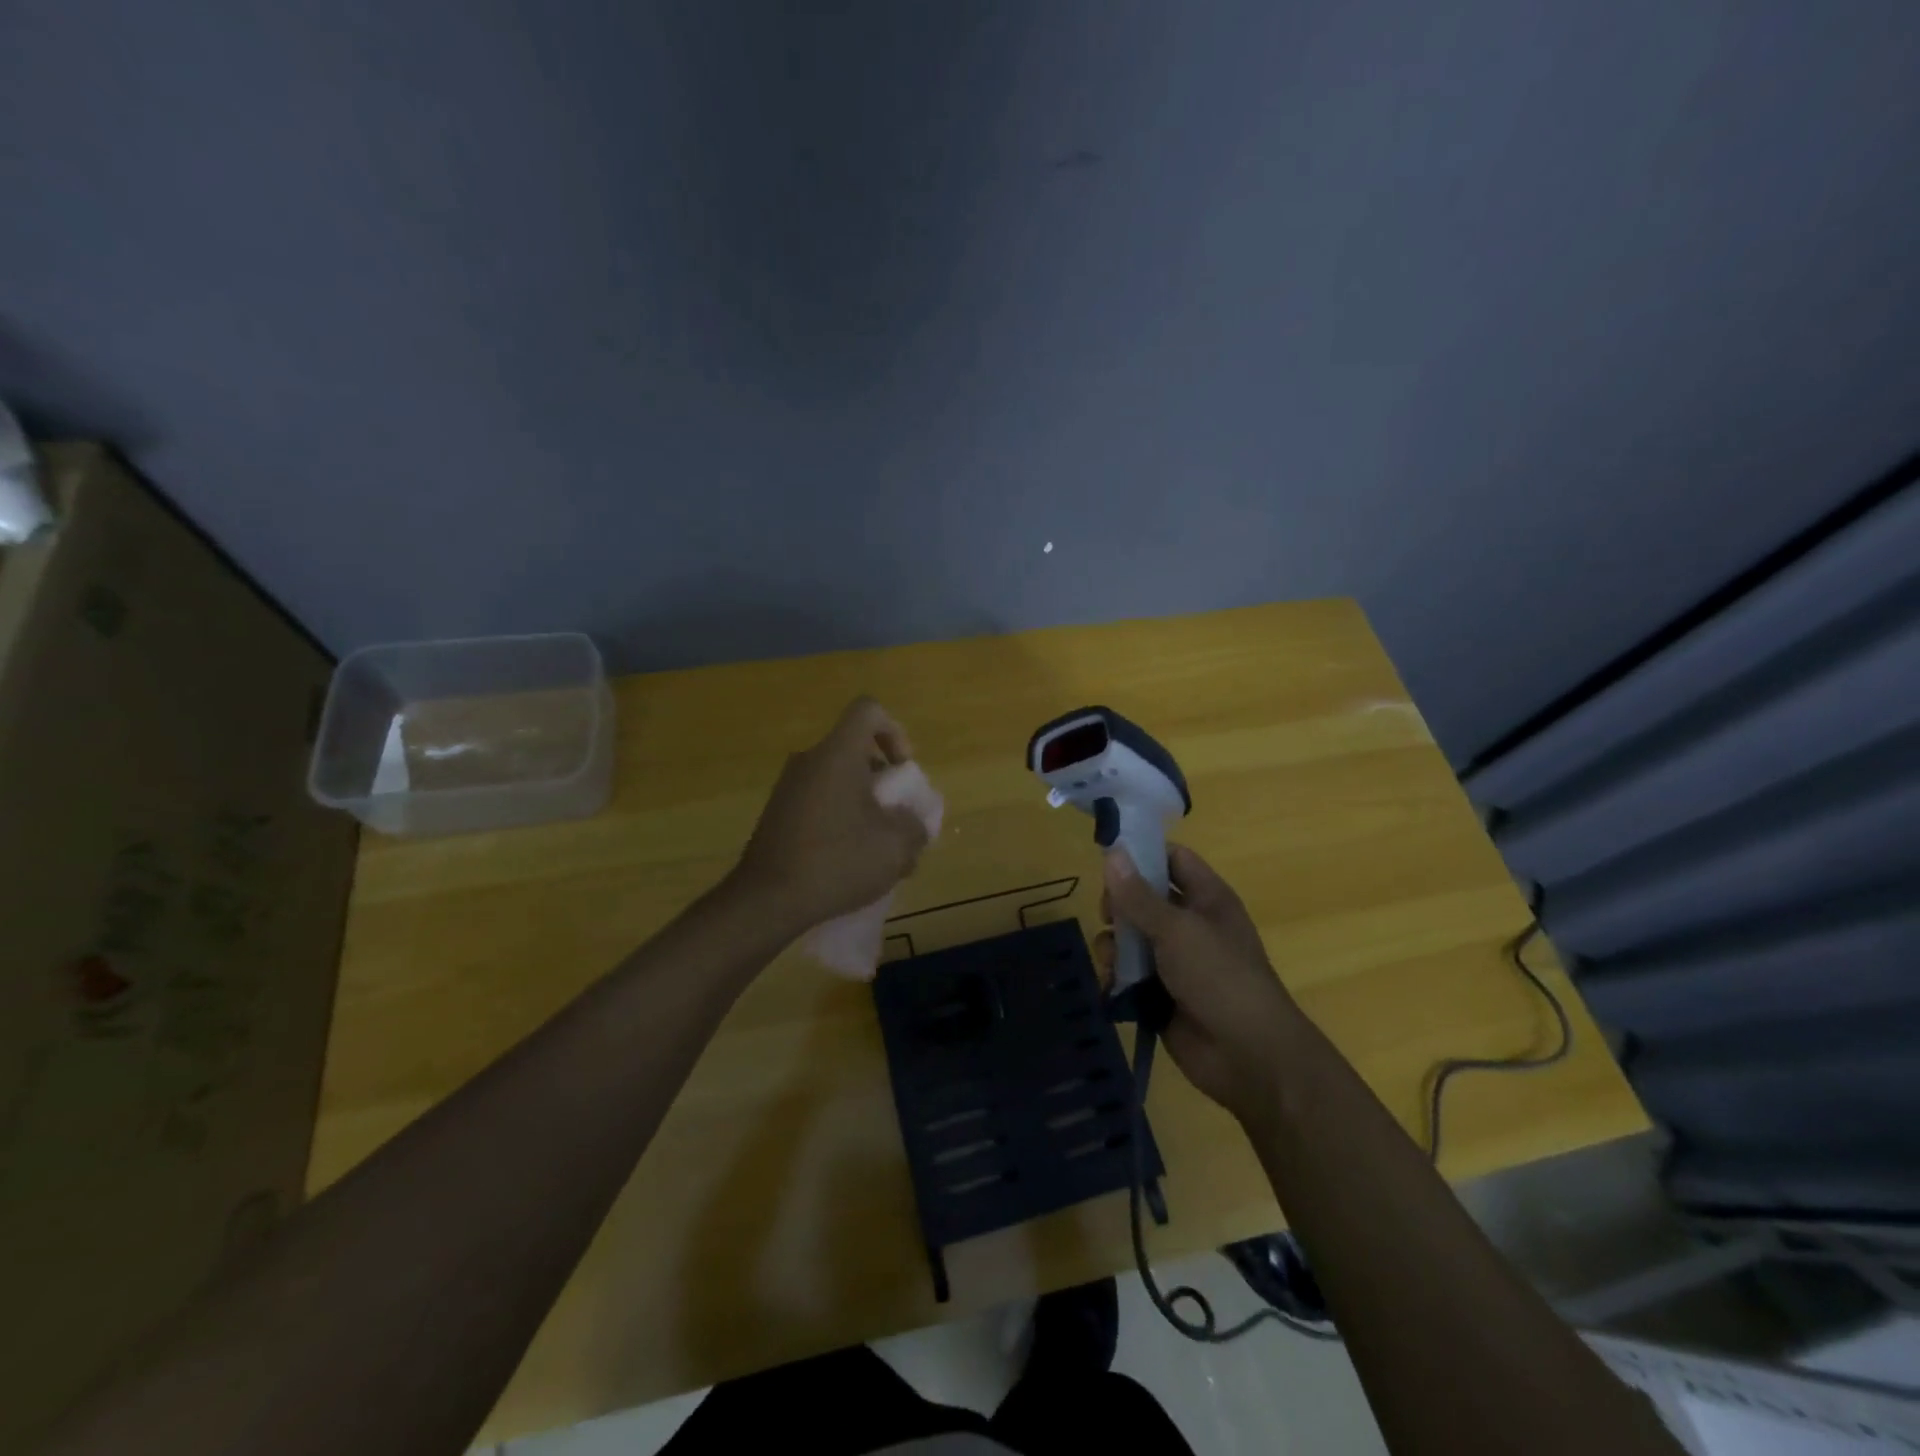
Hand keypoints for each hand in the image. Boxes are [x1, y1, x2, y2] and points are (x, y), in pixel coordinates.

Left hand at [730, 697, 931, 935]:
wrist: (767, 900)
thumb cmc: (837, 861)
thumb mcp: (896, 847)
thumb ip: (915, 826)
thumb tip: (912, 823)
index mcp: (837, 754)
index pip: (868, 710)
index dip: (894, 731)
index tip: (901, 770)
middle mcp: (809, 760)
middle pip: (854, 749)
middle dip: (882, 779)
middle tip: (895, 817)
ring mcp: (788, 787)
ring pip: (837, 779)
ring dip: (862, 803)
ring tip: (875, 847)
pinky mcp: (777, 813)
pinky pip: (819, 801)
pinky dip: (839, 818)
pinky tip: (846, 859)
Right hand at [1101, 844, 1300, 1124]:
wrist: (1248, 1056)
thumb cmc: (1219, 977)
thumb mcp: (1176, 930)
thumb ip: (1139, 895)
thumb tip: (1112, 852)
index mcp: (1207, 899)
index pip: (1172, 860)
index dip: (1143, 854)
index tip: (1107, 858)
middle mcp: (1191, 925)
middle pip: (1144, 898)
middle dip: (1120, 905)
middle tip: (1107, 915)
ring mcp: (1175, 961)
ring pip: (1131, 938)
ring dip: (1114, 945)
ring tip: (1110, 960)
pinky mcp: (1160, 994)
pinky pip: (1129, 974)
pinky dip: (1116, 977)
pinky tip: (1111, 985)